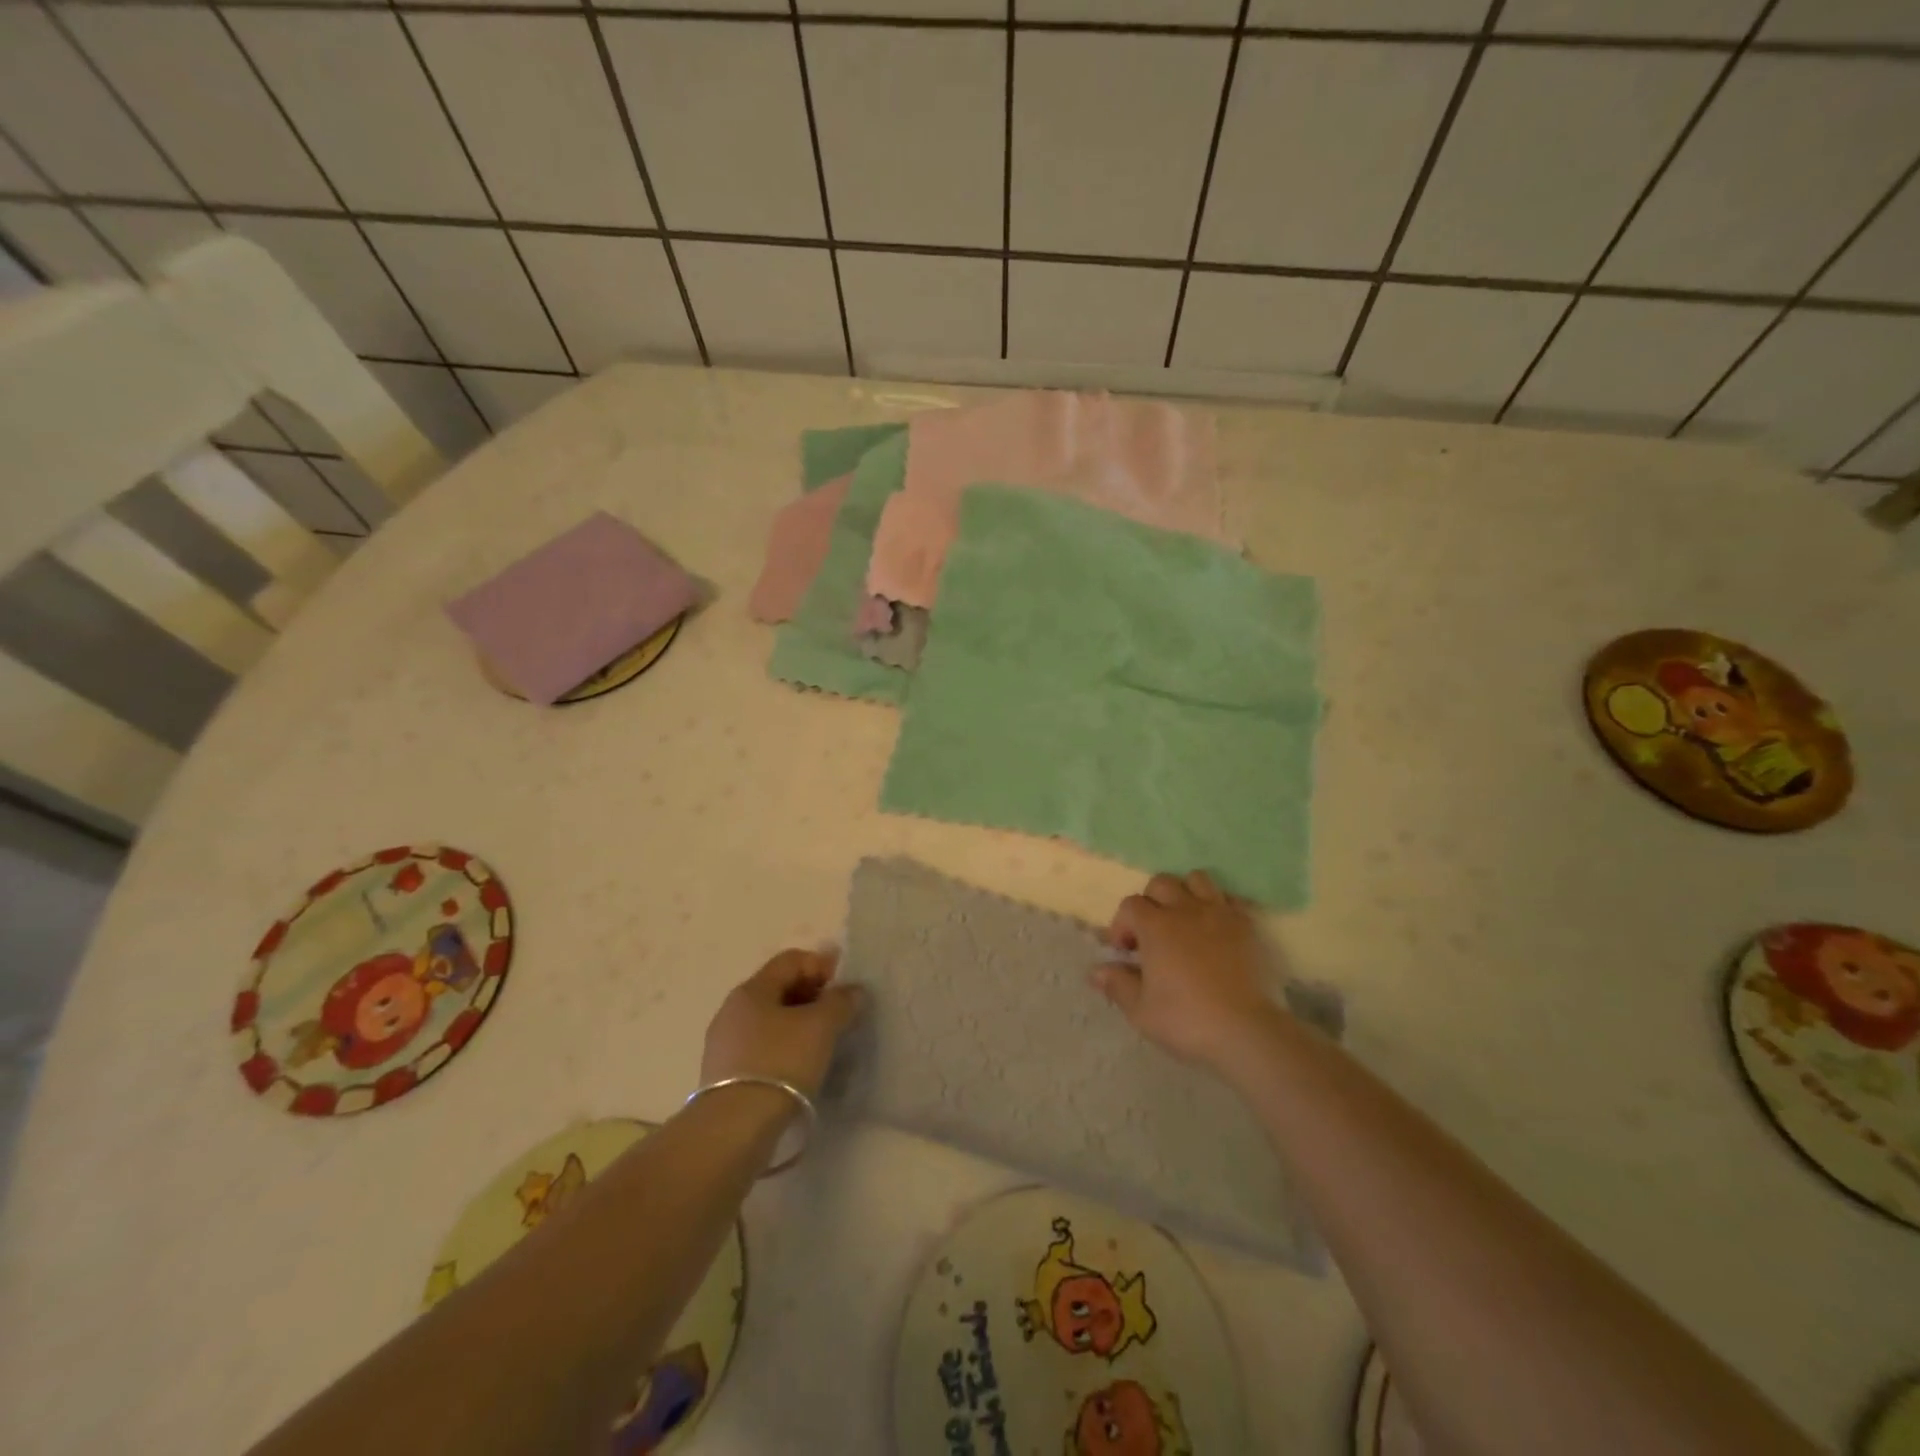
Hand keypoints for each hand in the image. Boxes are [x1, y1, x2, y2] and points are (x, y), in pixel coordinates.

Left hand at [701, 948, 865, 1097]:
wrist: (734, 1129)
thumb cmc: (780, 1063)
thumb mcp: (821, 1027)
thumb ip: (841, 1002)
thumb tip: (853, 991)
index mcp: (752, 989)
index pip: (791, 960)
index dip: (822, 966)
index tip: (845, 989)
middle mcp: (733, 1009)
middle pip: (779, 988)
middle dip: (812, 996)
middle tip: (838, 1016)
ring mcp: (725, 1043)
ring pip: (771, 1020)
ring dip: (799, 1025)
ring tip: (823, 1045)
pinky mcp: (724, 1075)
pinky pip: (761, 1048)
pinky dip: (784, 1049)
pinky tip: (800, 1069)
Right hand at [1092, 871, 1281, 1069]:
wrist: (1247, 1031)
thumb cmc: (1187, 1020)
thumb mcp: (1141, 1010)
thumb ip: (1117, 984)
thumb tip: (1097, 971)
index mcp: (1156, 926)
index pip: (1130, 905)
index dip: (1122, 925)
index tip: (1124, 951)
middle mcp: (1186, 910)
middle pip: (1161, 883)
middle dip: (1150, 902)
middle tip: (1152, 934)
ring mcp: (1220, 914)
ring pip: (1197, 880)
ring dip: (1185, 894)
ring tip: (1184, 922)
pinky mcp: (1248, 926)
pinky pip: (1229, 900)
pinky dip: (1218, 907)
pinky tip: (1216, 930)